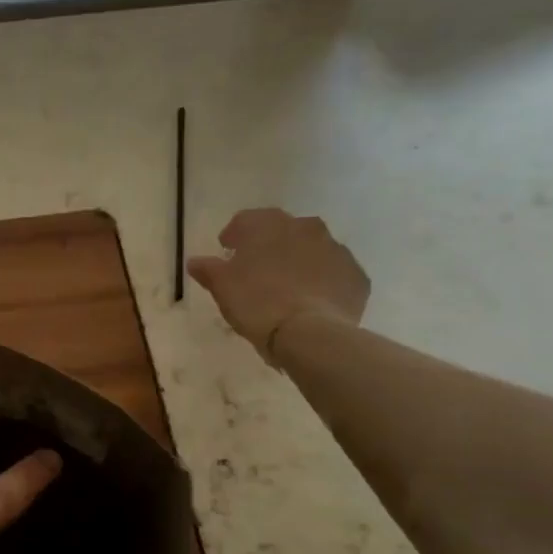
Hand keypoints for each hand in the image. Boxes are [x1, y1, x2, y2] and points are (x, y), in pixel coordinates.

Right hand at [187, 208, 369, 361]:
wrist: (310, 333)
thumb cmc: (256, 302)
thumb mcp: (222, 286)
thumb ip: (208, 269)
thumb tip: (195, 261)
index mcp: (269, 225)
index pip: (247, 220)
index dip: (235, 235)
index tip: (227, 252)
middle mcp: (306, 228)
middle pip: (283, 231)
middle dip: (270, 246)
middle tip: (257, 269)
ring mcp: (337, 250)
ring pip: (312, 250)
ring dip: (299, 262)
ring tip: (286, 288)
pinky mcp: (356, 276)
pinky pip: (334, 273)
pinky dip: (322, 282)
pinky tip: (311, 301)